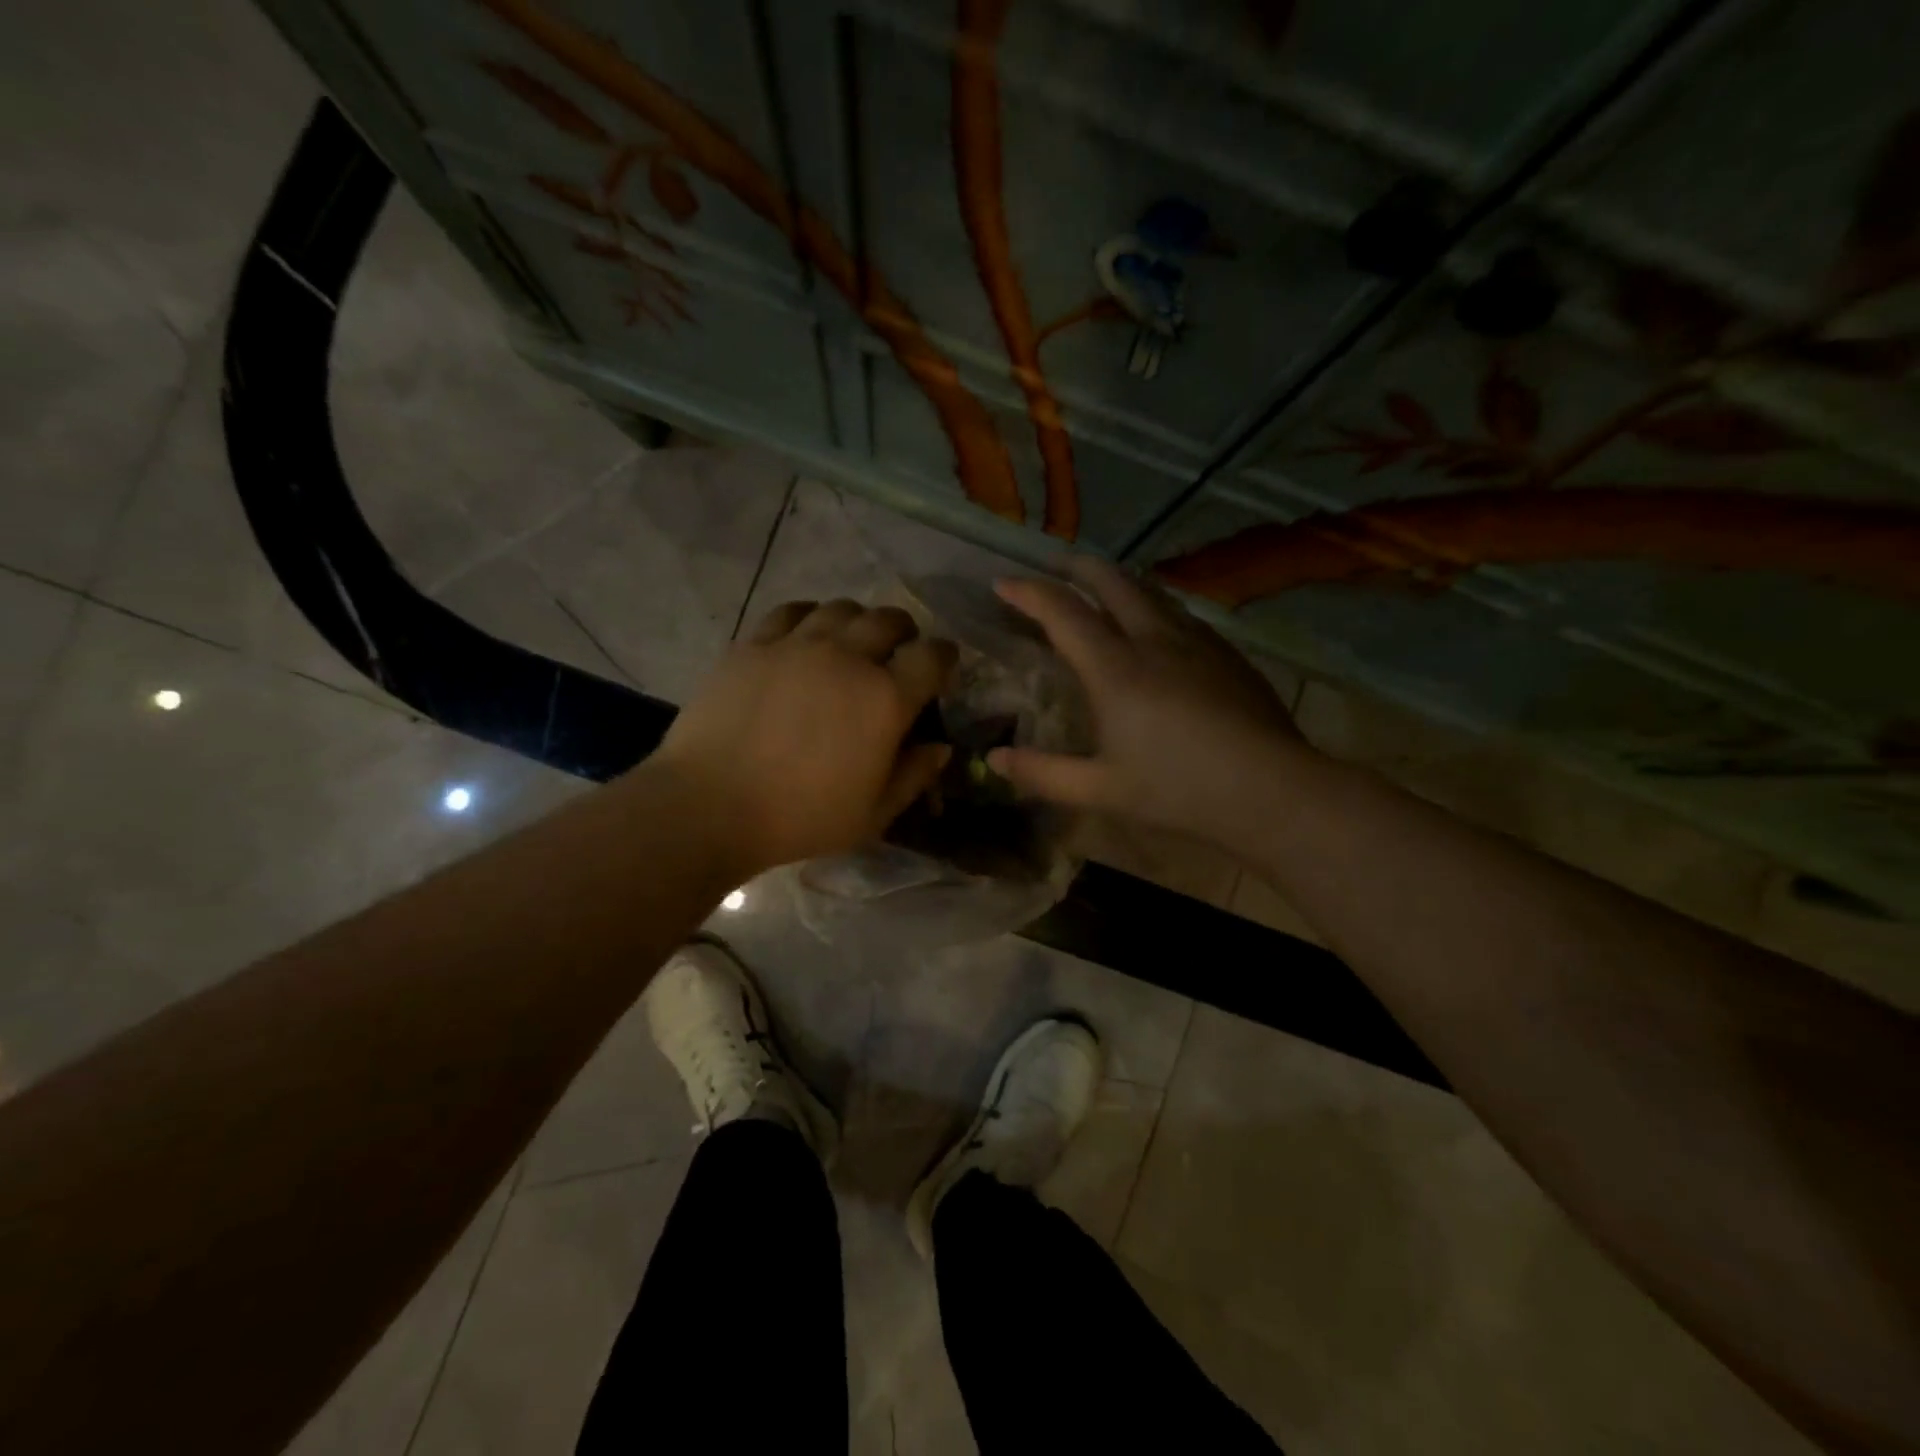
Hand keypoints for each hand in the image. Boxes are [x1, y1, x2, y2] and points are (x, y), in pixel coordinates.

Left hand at [653, 600, 956, 876]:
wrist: (710, 806)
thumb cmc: (801, 817)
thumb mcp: (873, 813)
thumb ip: (914, 775)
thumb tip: (941, 747)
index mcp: (886, 699)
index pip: (932, 656)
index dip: (945, 657)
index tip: (943, 666)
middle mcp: (848, 658)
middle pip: (890, 620)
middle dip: (905, 633)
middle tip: (899, 652)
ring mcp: (797, 645)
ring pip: (842, 608)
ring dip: (859, 621)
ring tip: (852, 642)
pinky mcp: (754, 644)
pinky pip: (792, 611)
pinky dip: (810, 616)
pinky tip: (806, 634)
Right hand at [989, 559, 1305, 847]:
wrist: (1272, 790)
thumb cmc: (1179, 790)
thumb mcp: (1100, 790)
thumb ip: (1043, 773)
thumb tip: (993, 761)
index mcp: (1115, 669)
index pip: (1062, 613)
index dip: (1028, 593)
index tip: (1002, 583)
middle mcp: (1154, 640)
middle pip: (1110, 582)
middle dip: (1076, 568)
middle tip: (1053, 567)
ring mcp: (1196, 642)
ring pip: (1150, 591)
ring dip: (1118, 581)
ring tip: (1102, 587)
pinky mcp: (1227, 653)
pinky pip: (1180, 613)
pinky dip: (1153, 605)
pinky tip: (1158, 627)